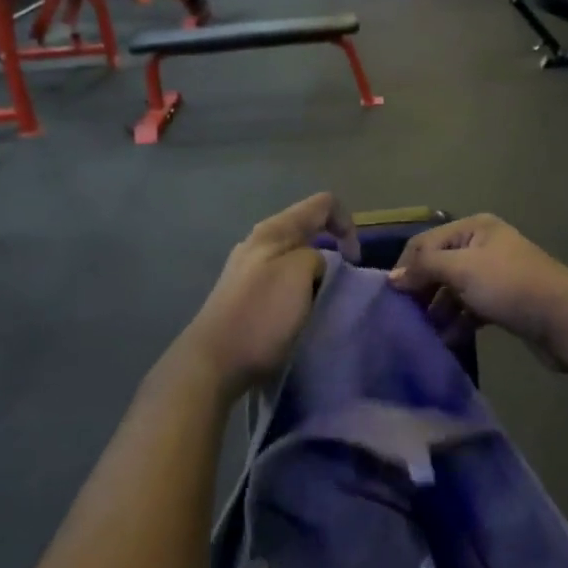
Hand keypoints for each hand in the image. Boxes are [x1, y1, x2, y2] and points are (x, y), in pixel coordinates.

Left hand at [178, 194, 358, 393]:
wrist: (214, 362)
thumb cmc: (261, 315)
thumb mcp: (299, 274)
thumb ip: (316, 256)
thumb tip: (314, 266)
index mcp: (273, 230)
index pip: (323, 204)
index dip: (347, 224)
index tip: (353, 261)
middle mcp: (259, 242)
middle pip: (308, 229)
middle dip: (332, 250)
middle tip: (340, 285)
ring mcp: (249, 268)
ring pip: (296, 257)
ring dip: (316, 273)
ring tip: (321, 301)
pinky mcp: (244, 294)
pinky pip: (282, 280)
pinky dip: (299, 291)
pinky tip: (298, 313)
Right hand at [387, 215, 567, 369]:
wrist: (566, 320)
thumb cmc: (511, 286)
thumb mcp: (462, 269)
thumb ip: (425, 268)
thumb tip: (392, 277)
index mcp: (474, 229)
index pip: (425, 243)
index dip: (406, 267)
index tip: (391, 297)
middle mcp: (483, 247)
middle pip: (439, 266)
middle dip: (422, 291)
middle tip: (407, 317)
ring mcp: (494, 275)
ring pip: (454, 290)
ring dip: (438, 310)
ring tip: (426, 333)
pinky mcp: (503, 302)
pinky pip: (470, 309)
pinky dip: (458, 322)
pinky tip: (447, 340)